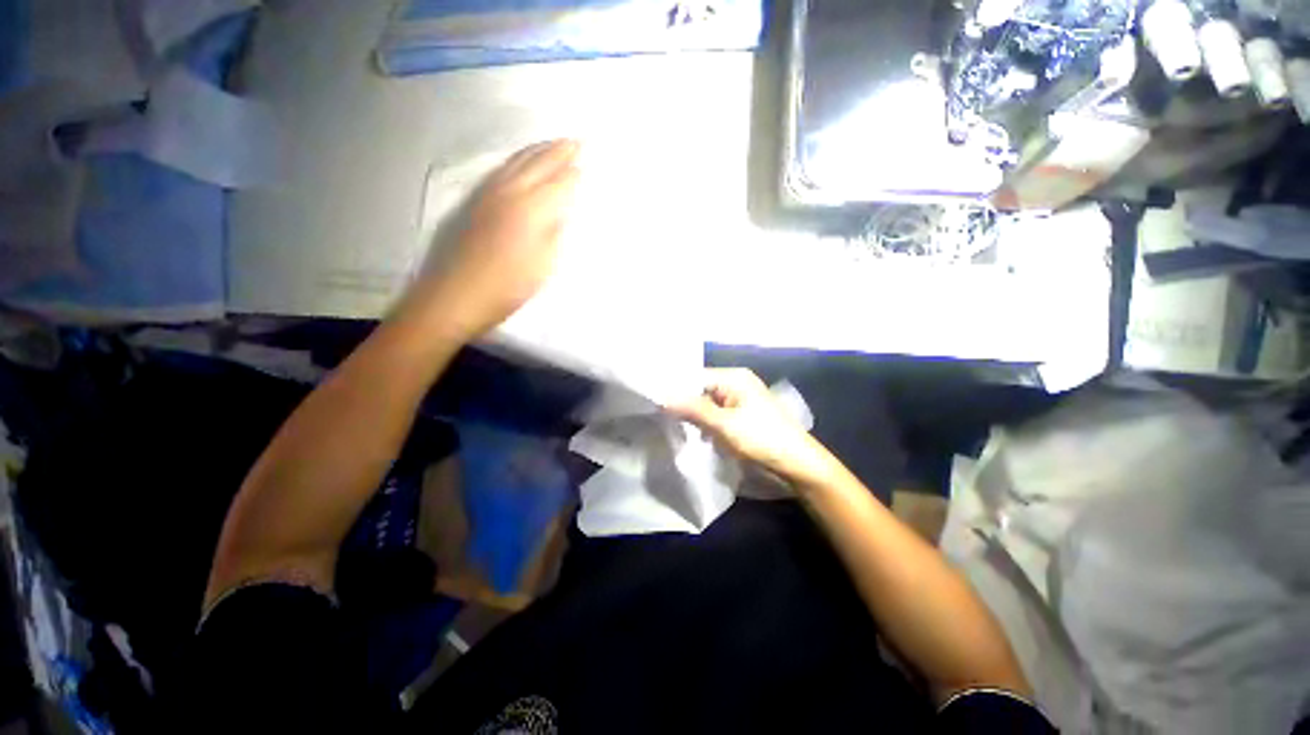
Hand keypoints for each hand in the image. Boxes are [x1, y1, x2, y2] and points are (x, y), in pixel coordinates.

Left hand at [423, 140, 581, 337]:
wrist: (458, 295)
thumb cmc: (509, 286)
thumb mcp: (544, 264)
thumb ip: (554, 232)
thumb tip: (561, 210)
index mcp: (531, 209)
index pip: (559, 183)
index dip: (574, 173)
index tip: (588, 161)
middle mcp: (510, 192)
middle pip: (538, 164)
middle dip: (559, 151)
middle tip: (576, 140)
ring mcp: (490, 194)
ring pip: (517, 162)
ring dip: (538, 150)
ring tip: (554, 143)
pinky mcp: (476, 202)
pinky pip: (502, 170)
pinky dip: (518, 160)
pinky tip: (521, 162)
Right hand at [666, 369, 838, 489]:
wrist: (798, 465)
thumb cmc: (763, 439)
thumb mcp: (725, 424)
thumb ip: (693, 409)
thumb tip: (662, 397)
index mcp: (734, 378)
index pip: (695, 376)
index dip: (675, 389)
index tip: (653, 402)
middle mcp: (735, 384)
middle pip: (700, 390)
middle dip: (682, 404)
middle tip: (659, 417)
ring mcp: (739, 402)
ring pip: (706, 404)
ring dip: (692, 416)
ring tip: (670, 426)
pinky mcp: (740, 418)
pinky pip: (714, 416)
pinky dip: (703, 424)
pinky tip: (690, 433)